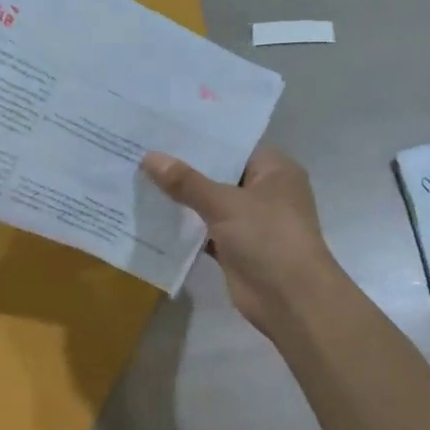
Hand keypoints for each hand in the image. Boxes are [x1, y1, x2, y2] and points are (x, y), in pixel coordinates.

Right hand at [141, 145, 342, 335]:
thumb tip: (149, 157)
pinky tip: (151, 216)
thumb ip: (186, 182)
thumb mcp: (225, 204)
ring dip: (181, 199)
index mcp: (274, 169)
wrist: (290, 300)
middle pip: (218, 174)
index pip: (233, 145)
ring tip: (138, 178)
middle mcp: (264, 191)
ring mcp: (250, 222)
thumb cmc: (268, 239)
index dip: (199, 138)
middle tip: (141, 151)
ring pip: (209, 204)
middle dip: (183, 168)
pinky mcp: (236, 249)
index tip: (162, 129)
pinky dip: (185, 228)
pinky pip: (205, 231)